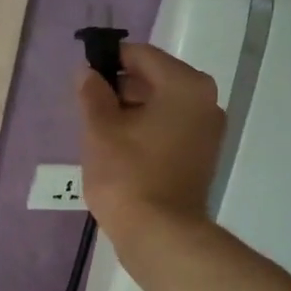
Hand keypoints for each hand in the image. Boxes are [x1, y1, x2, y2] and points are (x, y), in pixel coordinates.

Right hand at [78, 42, 225, 241]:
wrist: (160, 235)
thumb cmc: (128, 175)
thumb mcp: (100, 129)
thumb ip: (92, 93)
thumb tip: (88, 72)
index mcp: (185, 86)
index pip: (141, 55)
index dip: (108, 61)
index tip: (83, 78)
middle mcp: (205, 102)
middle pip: (154, 79)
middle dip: (119, 89)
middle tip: (87, 110)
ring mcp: (207, 132)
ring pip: (161, 107)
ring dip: (130, 112)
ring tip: (99, 133)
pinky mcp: (201, 157)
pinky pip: (169, 130)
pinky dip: (145, 132)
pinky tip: (119, 150)